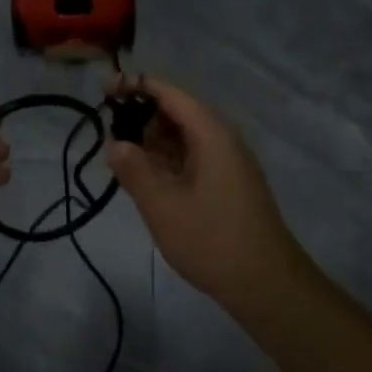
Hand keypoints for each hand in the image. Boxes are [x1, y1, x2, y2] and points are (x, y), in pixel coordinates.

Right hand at [106, 75, 310, 314]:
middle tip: (105, 126)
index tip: (105, 88)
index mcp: (212, 135)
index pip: (171, 94)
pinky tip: (143, 173)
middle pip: (178, 113)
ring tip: (117, 149)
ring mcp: (228, 164)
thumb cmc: (212, 240)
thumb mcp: (163, 206)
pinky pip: (192, 158)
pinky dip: (166, 159)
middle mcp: (223, 141)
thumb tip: (113, 143)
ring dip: (152, 139)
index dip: (138, 86)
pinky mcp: (227, 186)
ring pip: (184, 138)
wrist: (266, 284)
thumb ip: (135, 170)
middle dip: (142, 114)